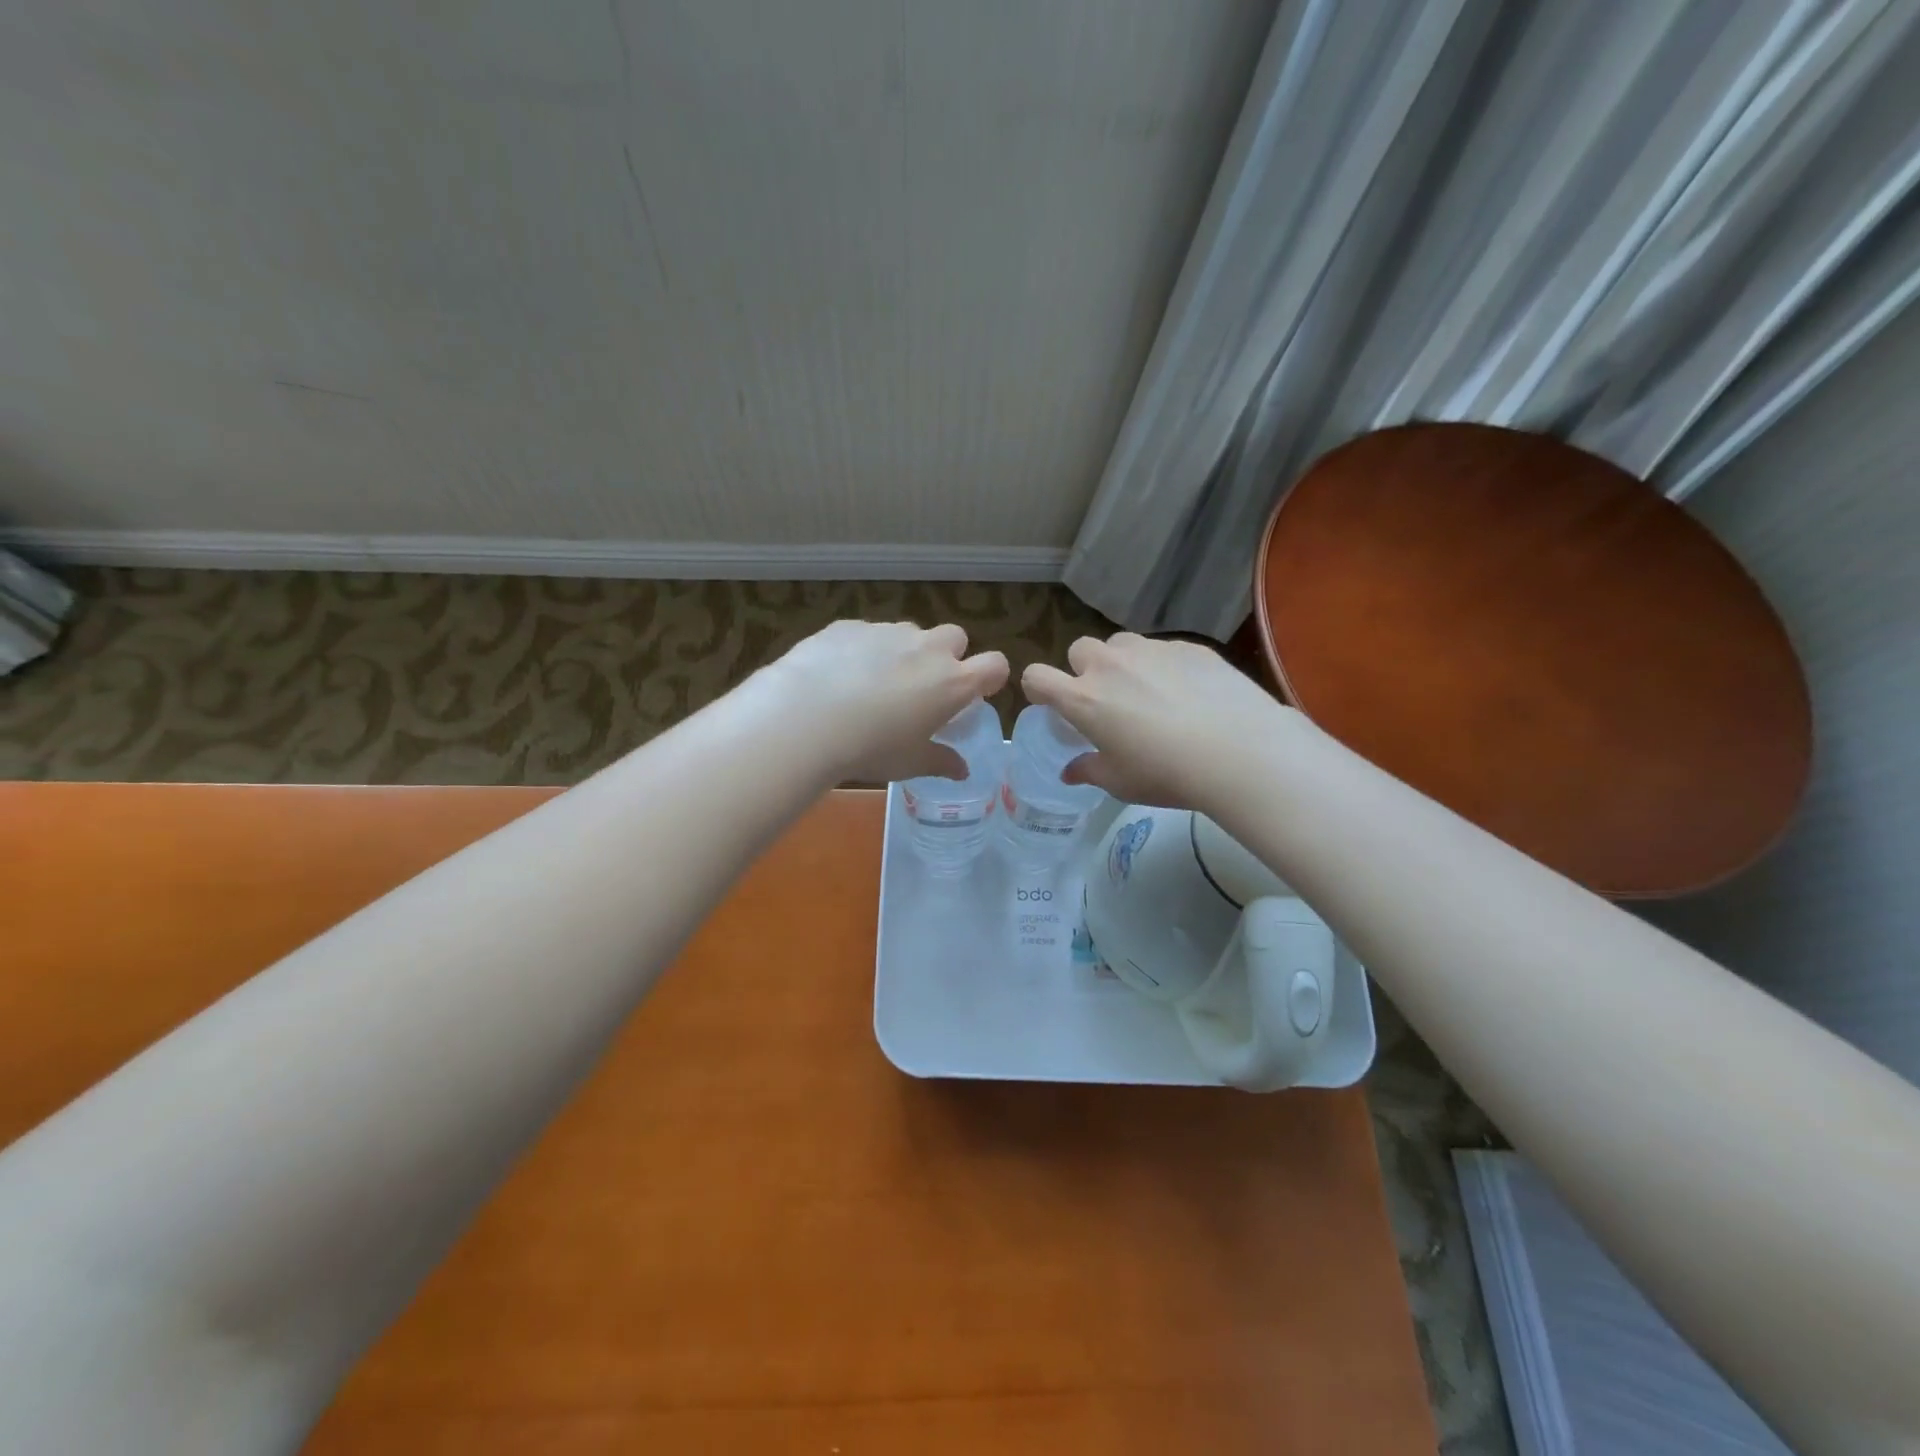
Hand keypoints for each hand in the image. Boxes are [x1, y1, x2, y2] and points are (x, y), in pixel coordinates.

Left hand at [758, 620, 1008, 783]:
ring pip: (909, 633)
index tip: (975, 693)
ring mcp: (887, 631)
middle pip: (955, 637)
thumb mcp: (910, 763)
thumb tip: (962, 770)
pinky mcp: (850, 625)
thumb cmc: (870, 748)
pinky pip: (867, 634)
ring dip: (903, 651)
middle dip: (946, 655)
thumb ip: (941, 761)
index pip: (995, 665)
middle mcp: (927, 648)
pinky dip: (862, 650)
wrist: (805, 719)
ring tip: (873, 683)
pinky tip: (838, 676)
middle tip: (922, 687)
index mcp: (952, 682)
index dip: (990, 677)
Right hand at [1022, 633, 1287, 809]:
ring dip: (1122, 662)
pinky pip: (1162, 649)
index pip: (1037, 677)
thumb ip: (1089, 770)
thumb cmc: (1166, 773)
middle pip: (1079, 650)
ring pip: (1121, 644)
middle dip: (1085, 670)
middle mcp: (1109, 666)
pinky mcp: (1187, 646)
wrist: (1239, 750)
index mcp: (1083, 699)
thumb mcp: (1120, 782)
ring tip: (1148, 691)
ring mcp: (1150, 650)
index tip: (1052, 703)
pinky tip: (1189, 693)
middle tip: (1107, 700)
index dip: (1038, 688)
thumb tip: (1070, 771)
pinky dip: (1163, 666)